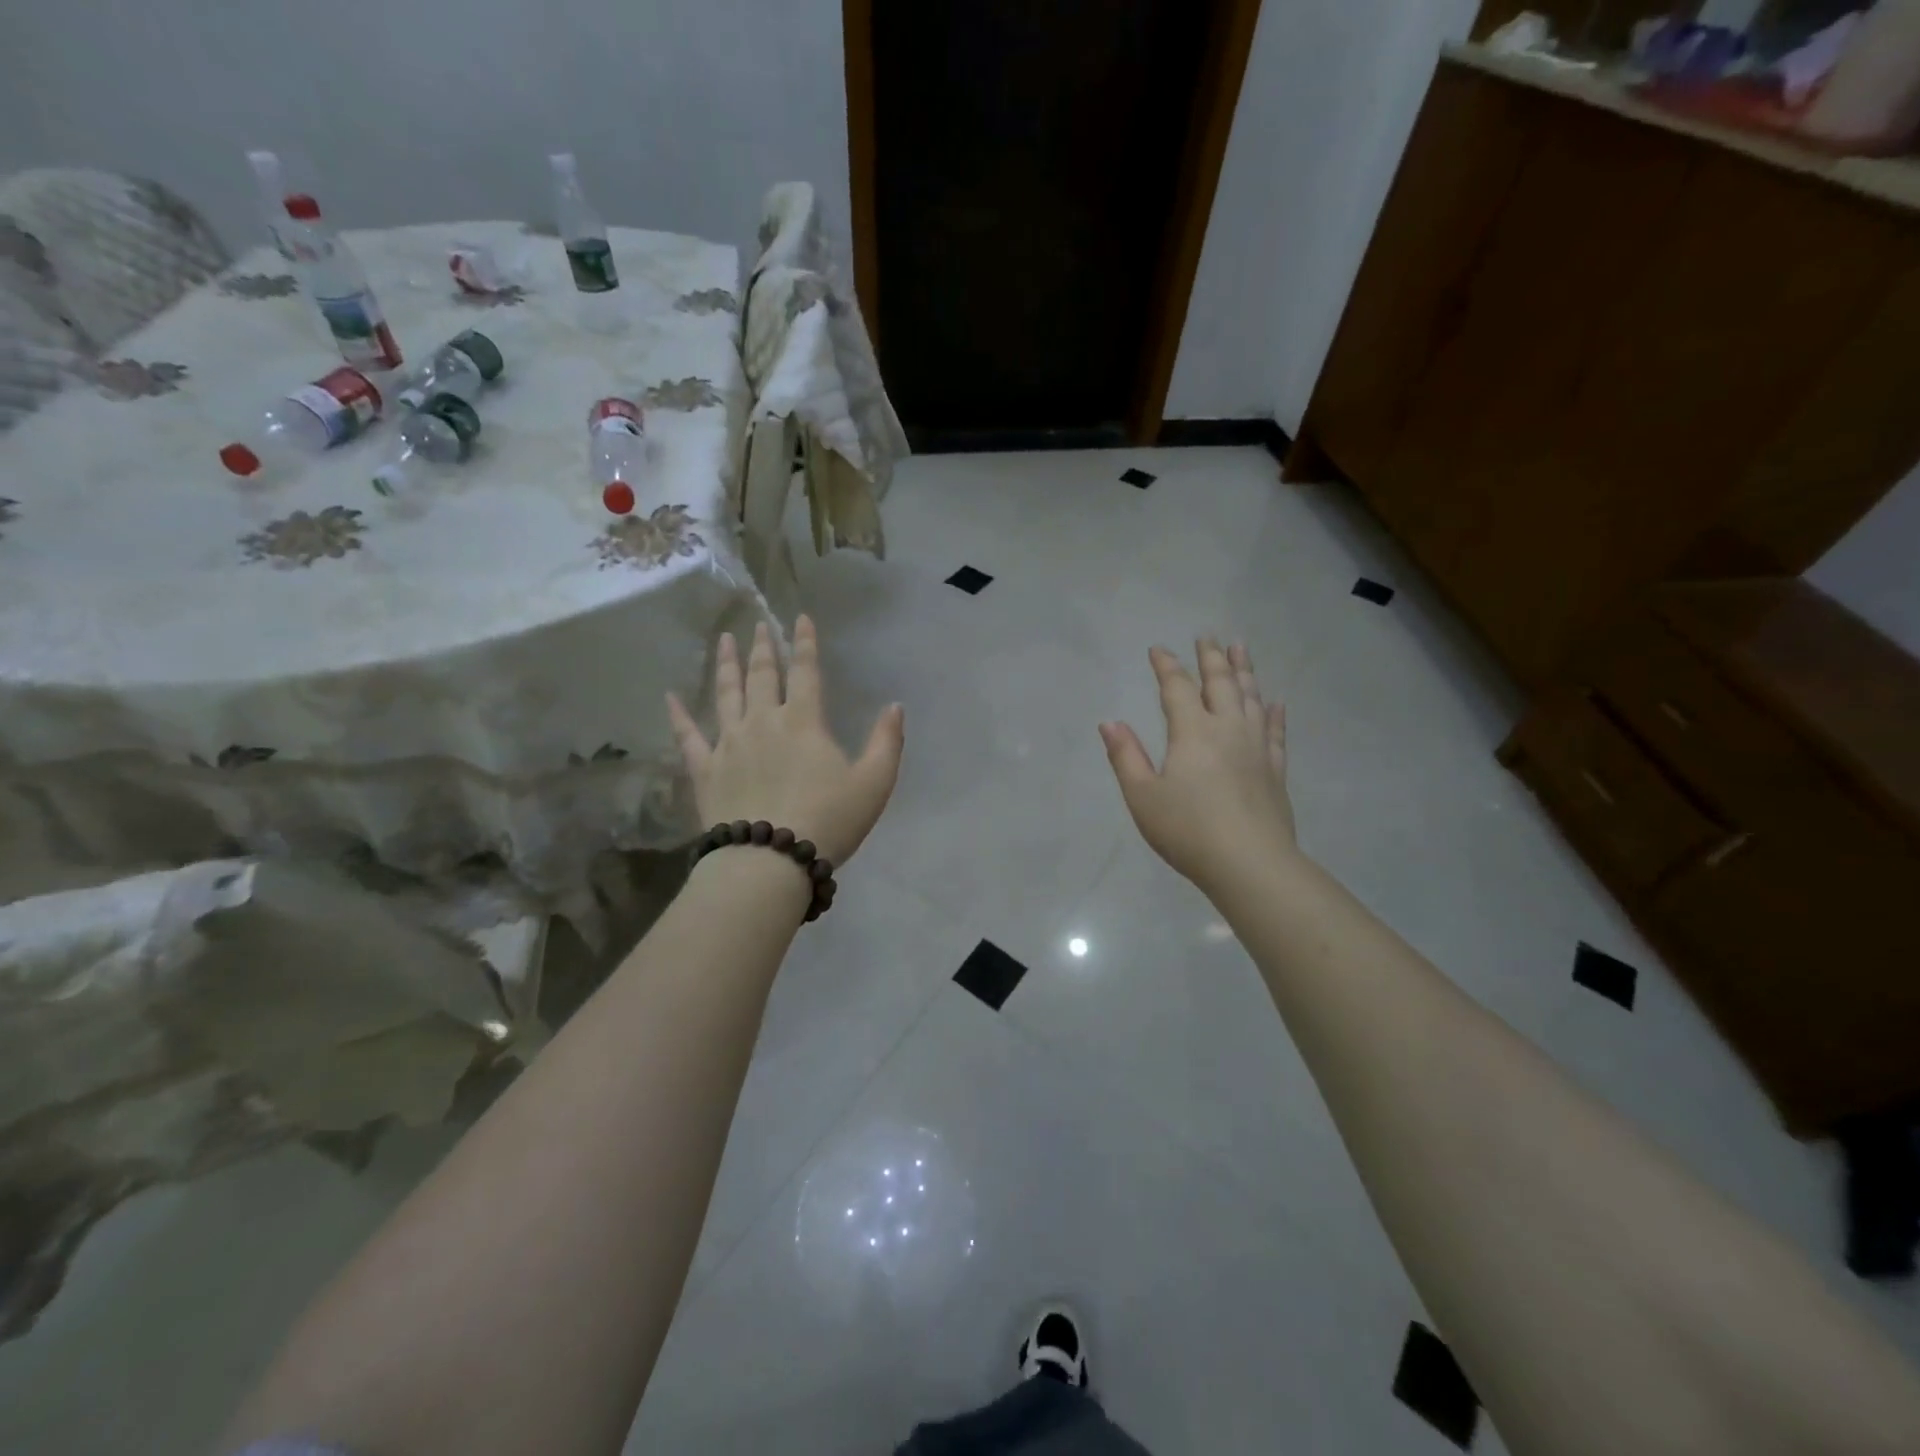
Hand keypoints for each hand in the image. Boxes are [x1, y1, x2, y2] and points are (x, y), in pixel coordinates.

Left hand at [667, 616, 903, 868]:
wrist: (771, 860)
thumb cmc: (829, 820)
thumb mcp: (874, 782)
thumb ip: (887, 741)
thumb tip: (895, 706)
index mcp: (803, 720)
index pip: (805, 670)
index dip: (804, 642)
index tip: (800, 617)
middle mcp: (763, 721)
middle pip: (762, 675)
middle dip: (762, 646)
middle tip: (758, 623)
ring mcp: (729, 744)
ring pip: (725, 694)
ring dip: (725, 665)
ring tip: (723, 640)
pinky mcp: (705, 770)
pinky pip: (688, 737)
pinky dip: (678, 716)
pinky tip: (669, 697)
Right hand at [1100, 640, 1296, 891]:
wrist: (1249, 863)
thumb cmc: (1187, 830)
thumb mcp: (1142, 796)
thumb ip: (1125, 756)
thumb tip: (1110, 723)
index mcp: (1192, 732)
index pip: (1177, 688)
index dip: (1166, 665)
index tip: (1158, 649)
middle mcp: (1227, 729)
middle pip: (1220, 683)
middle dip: (1211, 657)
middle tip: (1207, 636)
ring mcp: (1256, 747)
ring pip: (1251, 698)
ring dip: (1244, 671)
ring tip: (1241, 648)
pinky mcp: (1275, 769)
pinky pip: (1275, 732)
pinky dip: (1274, 713)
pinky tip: (1275, 703)